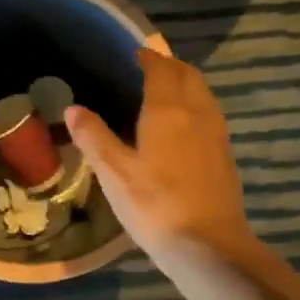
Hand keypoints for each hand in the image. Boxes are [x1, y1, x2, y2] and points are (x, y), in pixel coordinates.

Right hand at [66, 49, 255, 273]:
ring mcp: (216, 134)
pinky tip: (184, 125)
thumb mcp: (114, 173)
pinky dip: (195, 105)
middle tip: (149, 67)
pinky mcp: (225, 156)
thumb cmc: (155, 205)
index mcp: (167, 110)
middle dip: (170, 66)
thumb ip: (94, 137)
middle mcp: (197, 112)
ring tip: (166, 90)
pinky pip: (209, 114)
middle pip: (188, 76)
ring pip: (203, 94)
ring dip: (186, 83)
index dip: (147, 58)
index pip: (160, 70)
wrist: (208, 246)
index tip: (134, 53)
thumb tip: (74, 108)